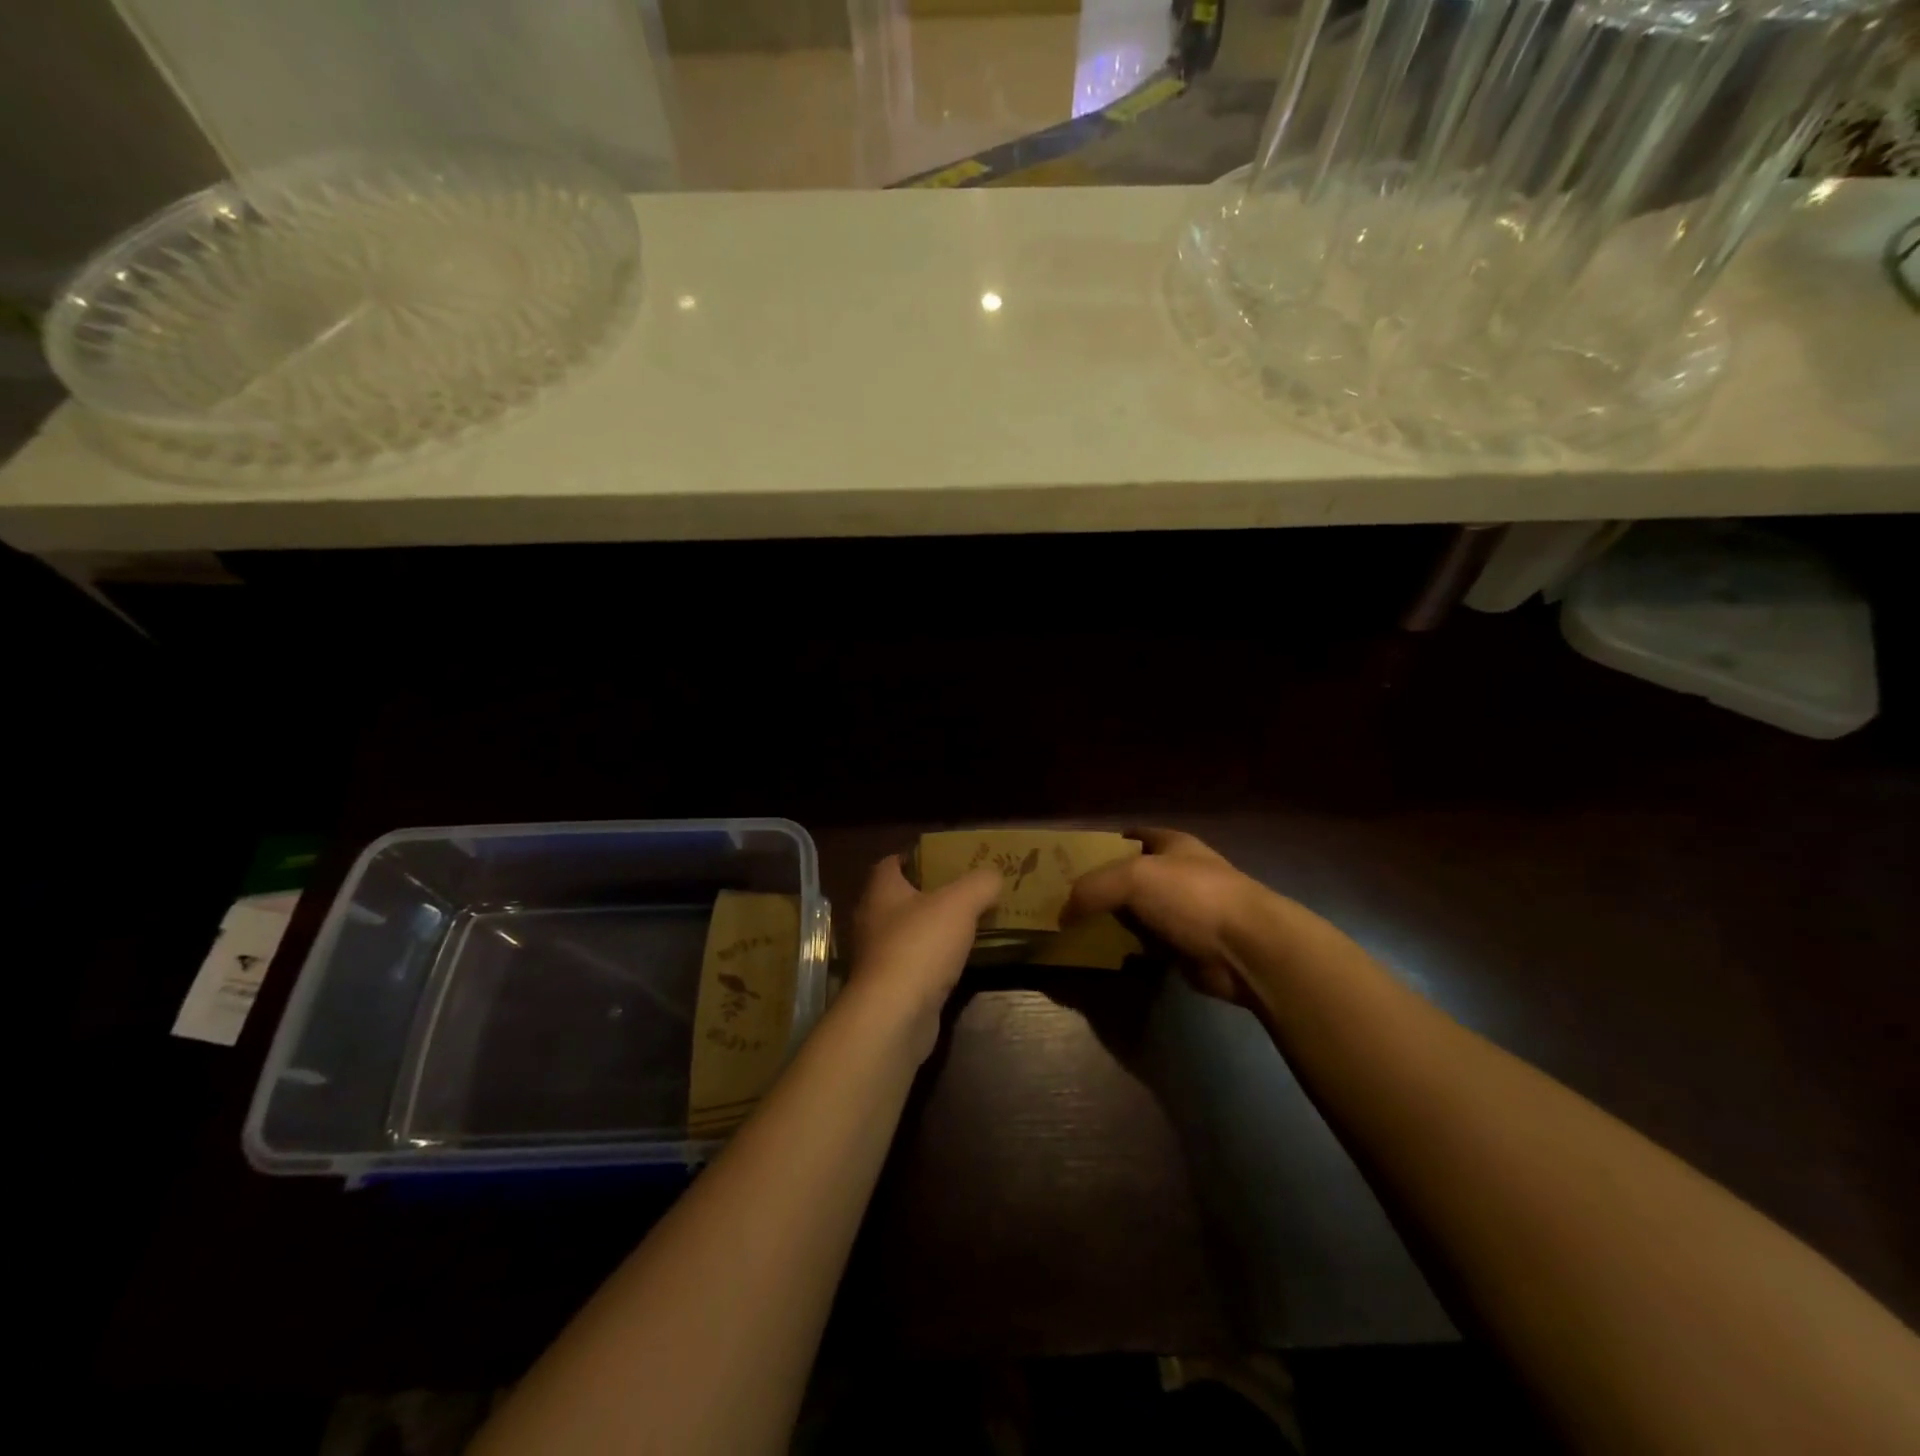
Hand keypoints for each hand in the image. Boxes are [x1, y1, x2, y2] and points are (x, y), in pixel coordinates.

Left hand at [843, 855, 1001, 1060]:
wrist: (895, 1014)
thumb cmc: (921, 945)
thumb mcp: (960, 903)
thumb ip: (980, 883)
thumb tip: (993, 876)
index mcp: (881, 891)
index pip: (891, 863)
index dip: (915, 858)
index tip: (943, 859)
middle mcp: (872, 920)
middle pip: (899, 898)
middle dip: (928, 894)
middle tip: (963, 892)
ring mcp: (877, 957)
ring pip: (906, 933)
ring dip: (931, 930)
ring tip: (966, 926)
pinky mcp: (888, 988)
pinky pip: (913, 964)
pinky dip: (932, 961)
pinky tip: (956, 963)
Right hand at [1065, 828, 1278, 1004]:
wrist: (1247, 948)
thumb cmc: (1192, 896)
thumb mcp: (1132, 878)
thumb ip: (1091, 889)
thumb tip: (1063, 915)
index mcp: (1172, 845)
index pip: (1131, 837)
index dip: (1102, 845)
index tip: (1070, 861)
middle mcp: (1179, 874)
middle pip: (1130, 878)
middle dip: (1101, 889)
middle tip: (1064, 902)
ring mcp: (1185, 913)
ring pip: (1137, 914)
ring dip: (1113, 924)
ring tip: (1075, 931)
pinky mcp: (1186, 948)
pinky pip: (1147, 946)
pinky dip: (1129, 951)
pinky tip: (1104, 956)